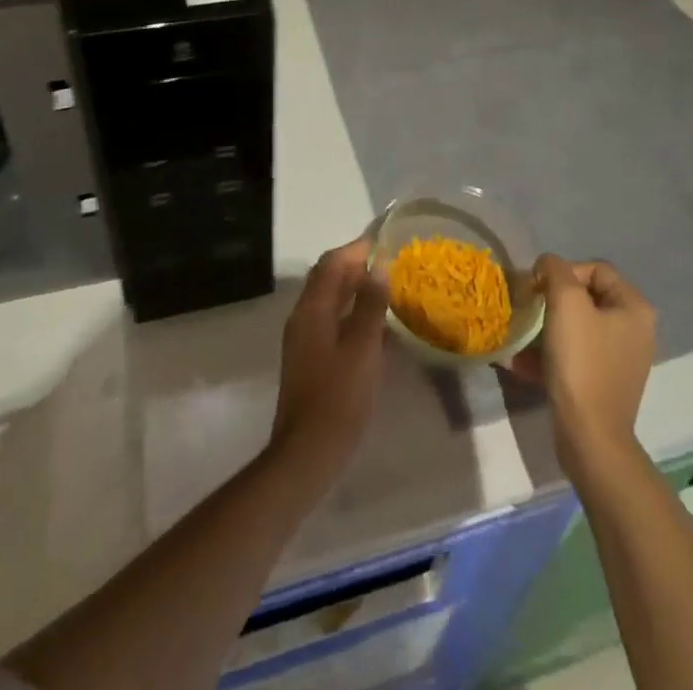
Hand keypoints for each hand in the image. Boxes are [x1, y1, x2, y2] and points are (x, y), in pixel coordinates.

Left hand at [269, 238, 388, 483]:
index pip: (333, 263)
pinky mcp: (309, 357)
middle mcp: (303, 316)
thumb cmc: (339, 398)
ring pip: (329, 299)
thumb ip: (371, 306)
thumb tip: (379, 268)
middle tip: (389, 261)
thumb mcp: (363, 349)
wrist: (307, 453)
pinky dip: (351, 311)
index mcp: (313, 309)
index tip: (385, 239)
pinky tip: (375, 325)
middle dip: (356, 264)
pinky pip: (331, 319)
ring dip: (354, 288)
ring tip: (387, 287)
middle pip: (328, 277)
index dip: (357, 248)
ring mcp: (304, 338)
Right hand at [507, 255, 656, 474]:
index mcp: (634, 308)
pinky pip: (575, 353)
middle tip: (528, 310)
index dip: (563, 272)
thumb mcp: (565, 303)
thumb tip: (548, 265)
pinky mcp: (604, 381)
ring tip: (521, 336)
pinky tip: (523, 362)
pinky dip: (550, 353)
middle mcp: (635, 330)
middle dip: (551, 300)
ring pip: (577, 326)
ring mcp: (621, 358)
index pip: (595, 269)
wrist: (590, 437)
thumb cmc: (581, 363)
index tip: (539, 290)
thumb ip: (555, 270)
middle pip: (585, 297)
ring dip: (546, 327)